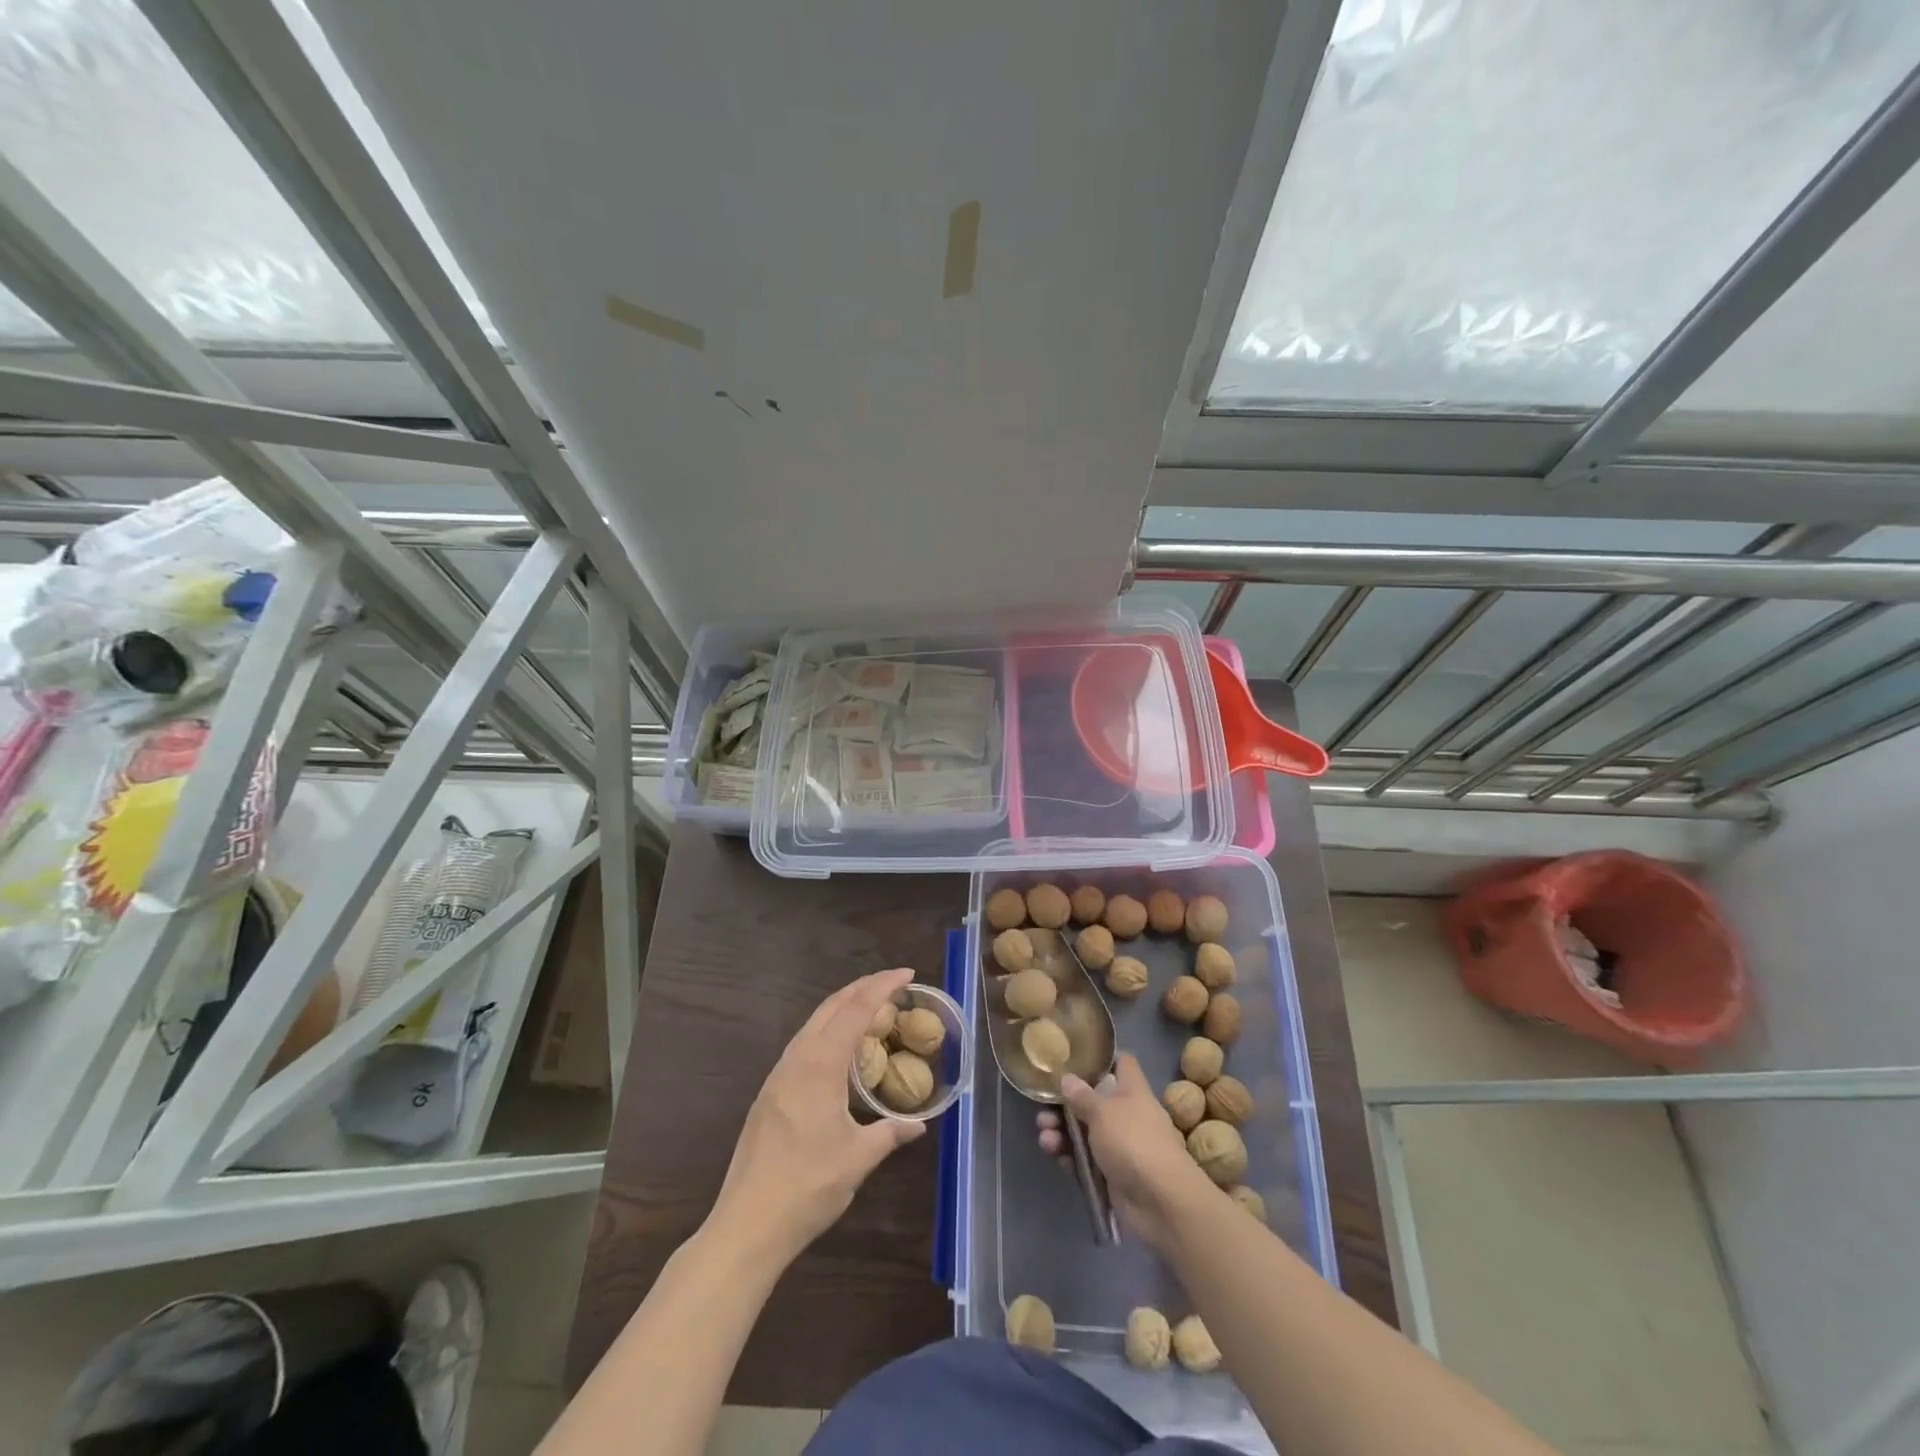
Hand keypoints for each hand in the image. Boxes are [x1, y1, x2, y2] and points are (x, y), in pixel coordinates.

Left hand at [709, 968, 925, 1264]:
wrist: (747, 1223)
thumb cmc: (808, 1186)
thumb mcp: (858, 1159)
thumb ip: (889, 1134)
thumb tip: (917, 1125)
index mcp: (820, 1065)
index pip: (856, 1010)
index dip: (882, 987)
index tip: (907, 973)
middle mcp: (797, 1059)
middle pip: (831, 1007)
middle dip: (862, 987)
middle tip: (893, 982)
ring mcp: (779, 1075)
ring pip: (813, 1023)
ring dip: (843, 1007)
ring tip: (870, 1008)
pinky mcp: (769, 1093)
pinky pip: (803, 1044)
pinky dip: (827, 1030)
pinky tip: (839, 1049)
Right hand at [1036, 1053, 1213, 1251]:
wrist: (1160, 1203)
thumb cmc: (1133, 1141)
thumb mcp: (1103, 1112)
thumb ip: (1082, 1095)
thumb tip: (1068, 1078)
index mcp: (1133, 1092)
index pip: (1122, 1065)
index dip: (1102, 1059)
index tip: (1076, 1058)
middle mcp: (1128, 1116)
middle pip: (1094, 1101)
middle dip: (1067, 1104)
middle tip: (1044, 1107)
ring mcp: (1121, 1147)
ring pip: (1086, 1133)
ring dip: (1062, 1131)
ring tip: (1043, 1135)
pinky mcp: (1112, 1176)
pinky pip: (1086, 1161)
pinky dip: (1069, 1156)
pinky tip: (1053, 1153)